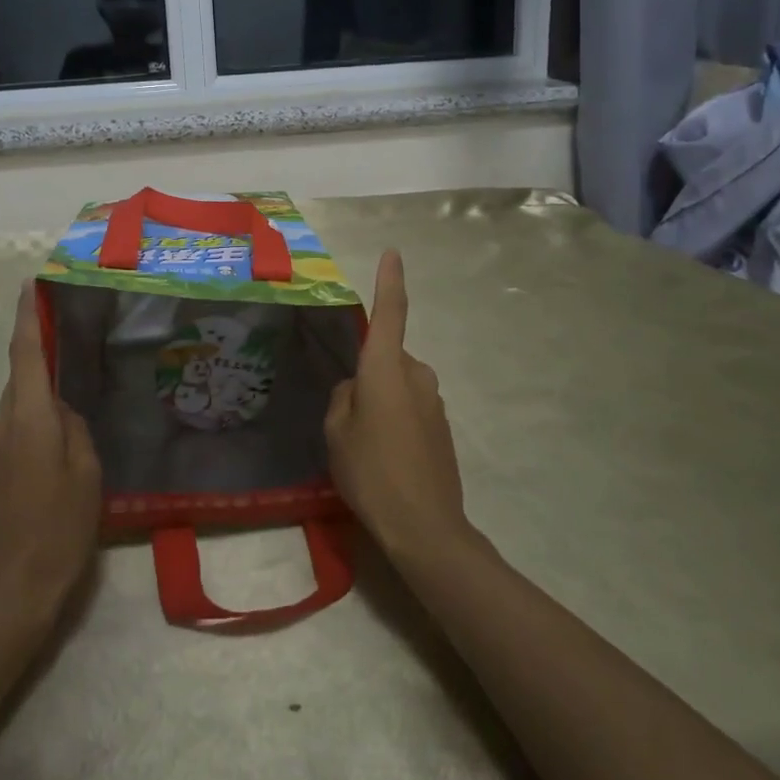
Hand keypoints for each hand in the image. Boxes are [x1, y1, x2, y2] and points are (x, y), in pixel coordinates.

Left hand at [0, 282, 102, 629]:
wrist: (8, 597)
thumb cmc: (57, 532)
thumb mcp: (86, 476)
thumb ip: (76, 430)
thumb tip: (64, 409)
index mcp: (27, 419)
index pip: (24, 353)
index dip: (27, 316)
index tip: (31, 283)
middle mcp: (1, 424)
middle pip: (21, 375)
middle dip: (43, 352)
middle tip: (79, 336)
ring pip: (20, 402)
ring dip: (43, 388)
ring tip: (81, 383)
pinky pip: (17, 426)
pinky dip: (38, 416)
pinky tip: (65, 430)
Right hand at [325, 250, 468, 562]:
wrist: (425, 526)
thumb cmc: (371, 472)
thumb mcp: (336, 433)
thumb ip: (342, 398)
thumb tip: (356, 389)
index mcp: (386, 368)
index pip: (391, 313)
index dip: (390, 281)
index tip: (393, 253)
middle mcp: (416, 374)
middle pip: (387, 359)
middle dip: (368, 376)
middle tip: (347, 419)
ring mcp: (434, 400)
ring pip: (398, 385)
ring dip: (382, 401)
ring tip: (366, 447)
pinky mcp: (443, 426)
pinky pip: (411, 408)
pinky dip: (396, 420)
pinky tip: (387, 459)